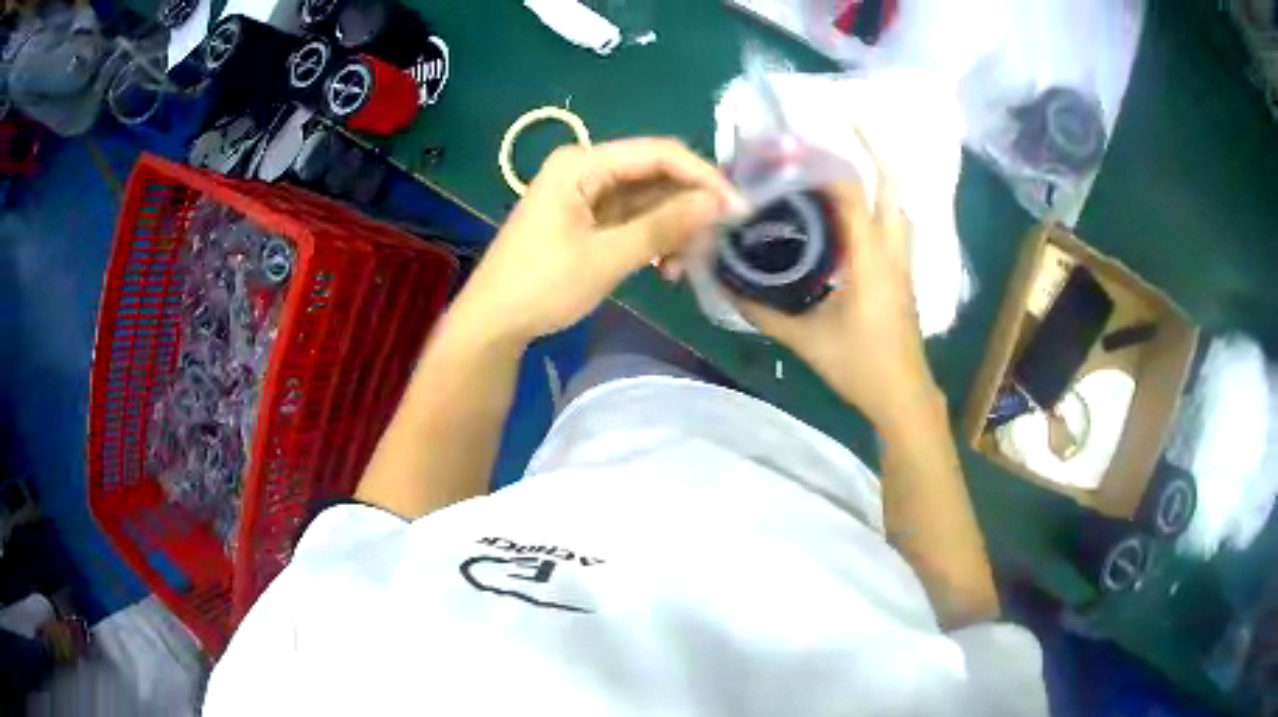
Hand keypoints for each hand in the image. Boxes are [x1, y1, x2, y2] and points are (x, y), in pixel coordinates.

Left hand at [451, 138, 742, 345]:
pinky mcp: (588, 219)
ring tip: (686, 266)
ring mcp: (586, 194)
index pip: (658, 154)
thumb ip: (663, 226)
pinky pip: (634, 220)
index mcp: (582, 163)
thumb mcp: (606, 257)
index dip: (703, 177)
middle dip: (689, 208)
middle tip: (717, 243)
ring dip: (673, 230)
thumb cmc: (541, 285)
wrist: (494, 322)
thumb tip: (717, 203)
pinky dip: (654, 241)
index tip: (737, 209)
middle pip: (655, 175)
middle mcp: (586, 169)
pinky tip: (666, 269)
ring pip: (649, 200)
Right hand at [735, 158, 938, 429]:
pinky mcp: (903, 276)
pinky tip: (855, 214)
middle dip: (876, 150)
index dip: (826, 166)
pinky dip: (879, 206)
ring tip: (849, 162)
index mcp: (870, 259)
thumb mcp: (805, 340)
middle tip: (851, 122)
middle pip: (892, 188)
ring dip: (880, 178)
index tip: (797, 147)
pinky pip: (895, 226)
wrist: (903, 396)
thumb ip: (762, 310)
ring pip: (898, 207)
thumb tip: (724, 283)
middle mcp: (892, 251)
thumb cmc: (859, 366)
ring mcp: (903, 263)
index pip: (852, 196)